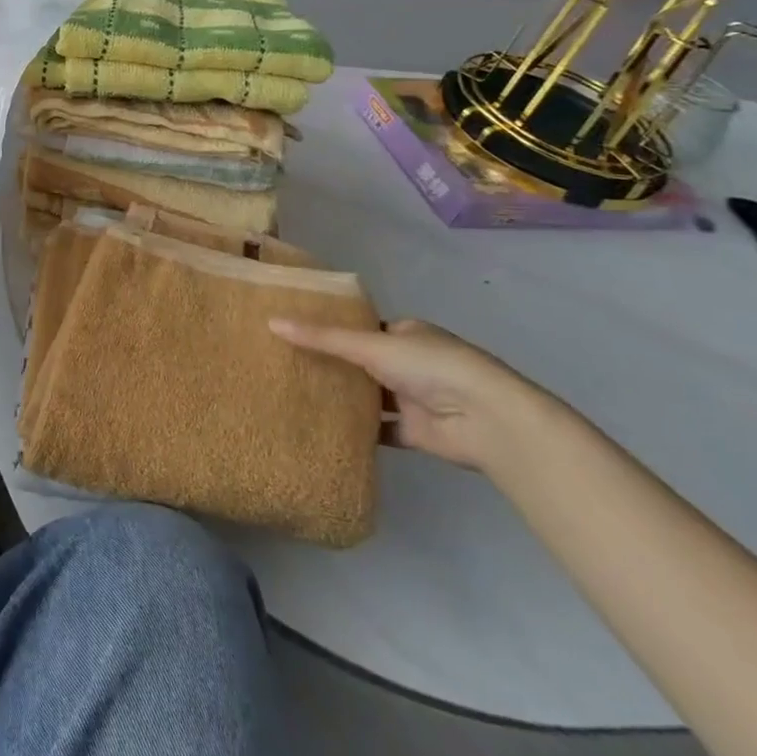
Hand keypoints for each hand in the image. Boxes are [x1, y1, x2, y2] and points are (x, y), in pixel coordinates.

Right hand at [268, 317, 557, 473]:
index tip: (296, 333)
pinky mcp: (415, 433)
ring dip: (344, 398)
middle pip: (363, 363)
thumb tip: (271, 322)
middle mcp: (410, 363)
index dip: (332, 330)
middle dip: (333, 365)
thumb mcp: (370, 344)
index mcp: (406, 333)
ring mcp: (414, 400)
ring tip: (296, 394)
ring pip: (370, 397)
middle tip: (287, 365)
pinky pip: (379, 430)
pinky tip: (324, 429)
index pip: (362, 328)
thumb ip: (322, 338)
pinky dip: (357, 431)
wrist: (485, 419)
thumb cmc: (430, 366)